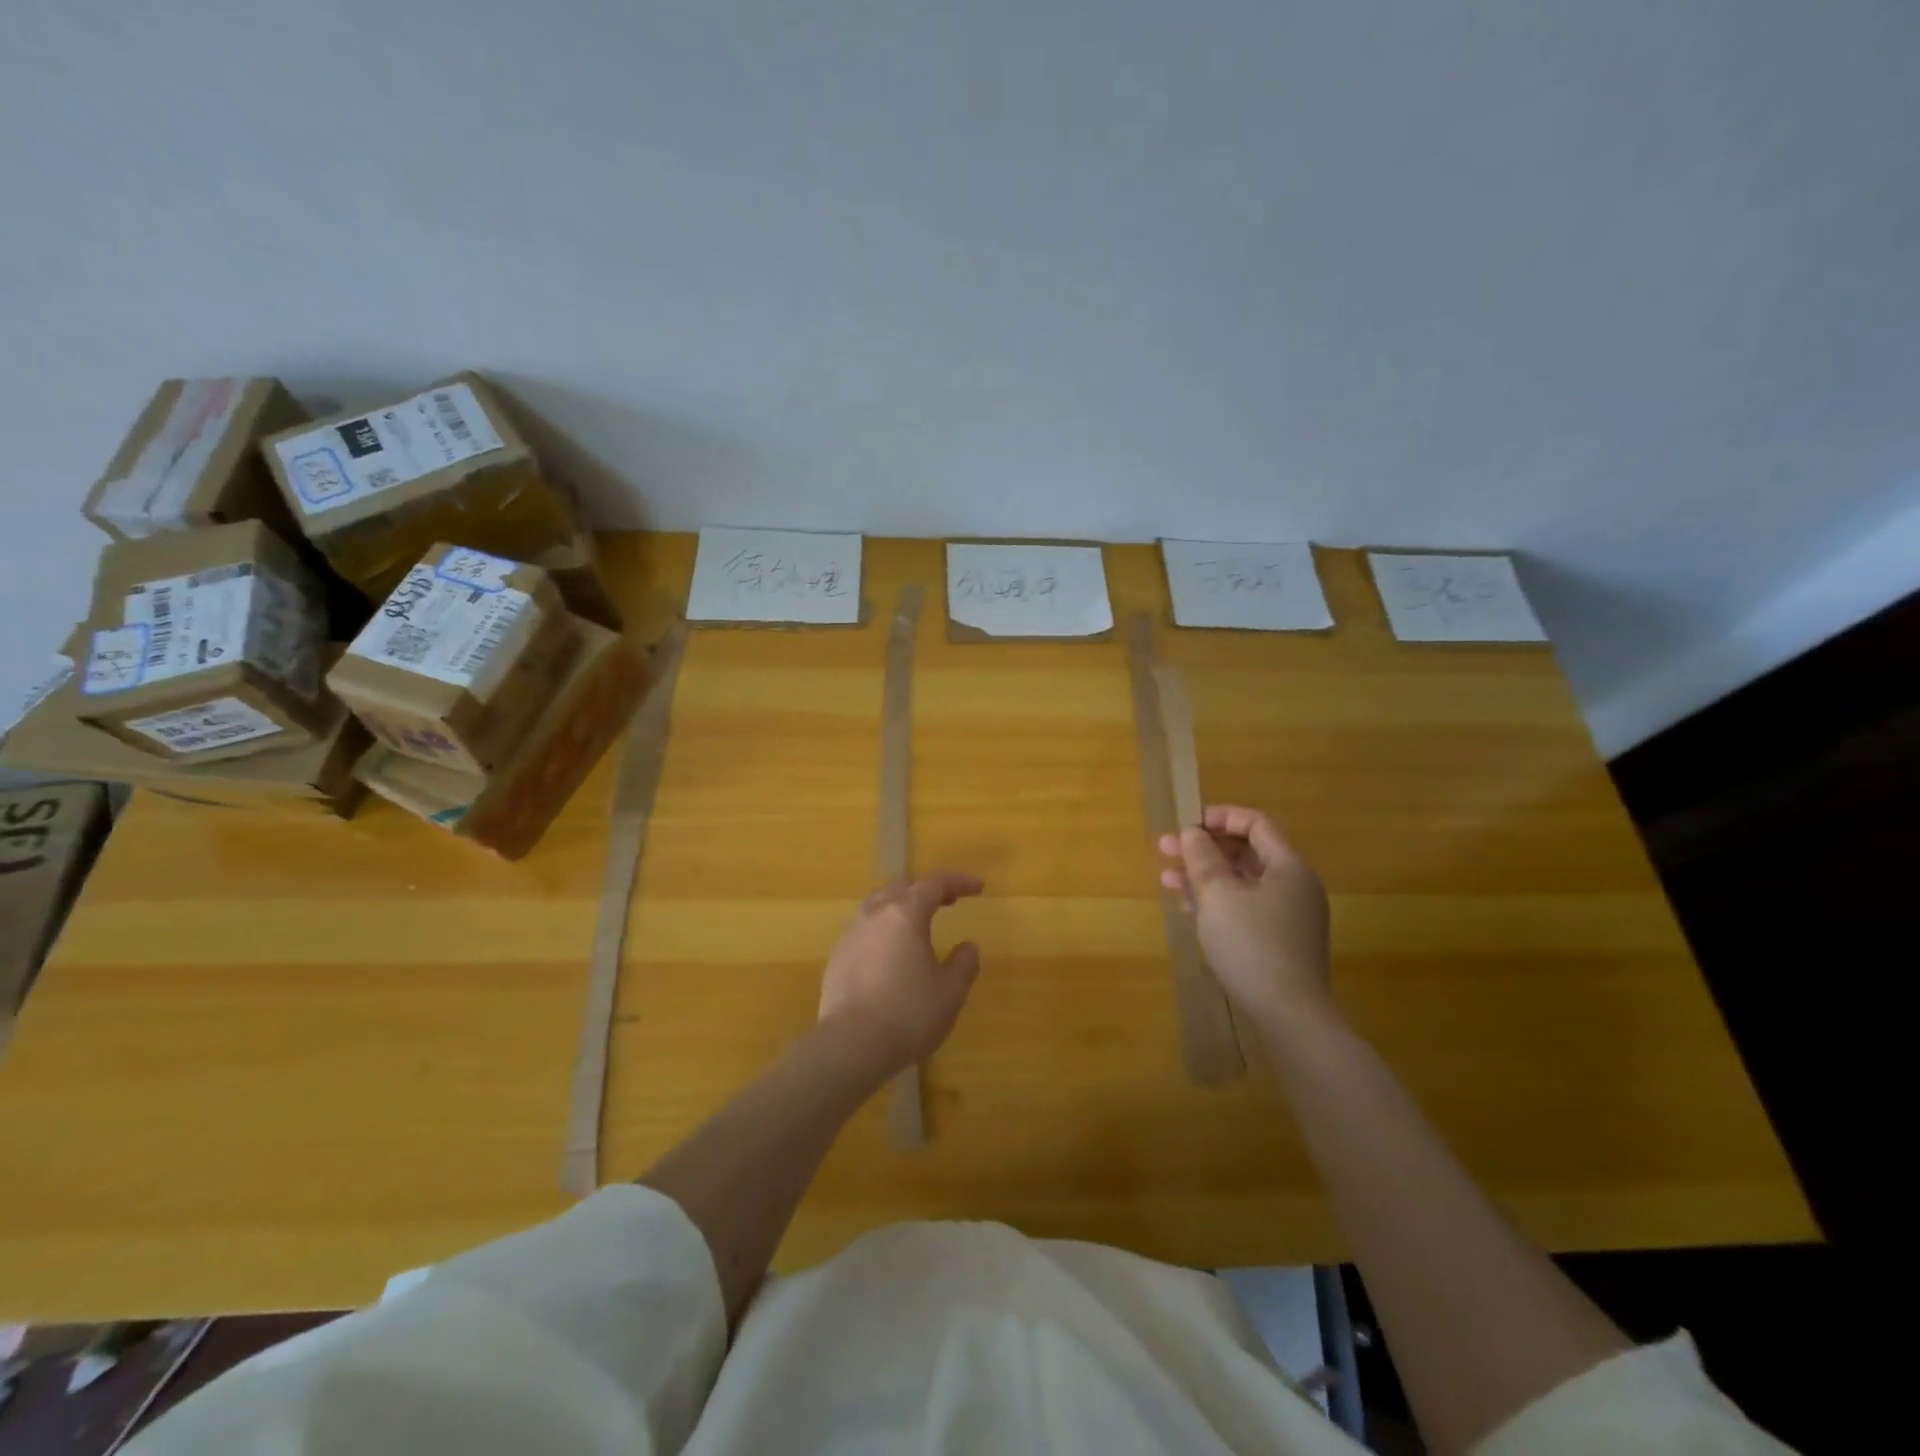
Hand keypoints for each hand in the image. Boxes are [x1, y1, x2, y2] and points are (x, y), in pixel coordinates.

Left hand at [818, 871, 984, 1079]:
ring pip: (877, 905)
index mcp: (905, 915)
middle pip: (902, 887)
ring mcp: (851, 935)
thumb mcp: (950, 993)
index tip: (978, 887)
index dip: (959, 881)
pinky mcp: (837, 958)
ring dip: (901, 905)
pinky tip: (890, 952)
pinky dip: (883, 929)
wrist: (850, 1046)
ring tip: (917, 923)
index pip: (934, 884)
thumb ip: (963, 964)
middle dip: (927, 889)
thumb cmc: (908, 1015)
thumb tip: (968, 947)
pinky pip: (864, 929)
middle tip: (948, 901)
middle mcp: (875, 916)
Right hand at [1158, 805, 1333, 1035]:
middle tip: (1166, 849)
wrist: (1289, 1015)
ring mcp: (1290, 916)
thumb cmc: (1252, 945)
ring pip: (1243, 882)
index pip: (1255, 824)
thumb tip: (1192, 833)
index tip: (1186, 824)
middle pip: (1247, 852)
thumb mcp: (1218, 895)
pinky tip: (1189, 908)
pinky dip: (1218, 901)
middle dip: (1204, 848)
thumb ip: (1203, 858)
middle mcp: (1294, 886)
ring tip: (1168, 879)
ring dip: (1205, 876)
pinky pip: (1246, 907)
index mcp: (1288, 867)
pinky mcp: (1280, 941)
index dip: (1220, 817)